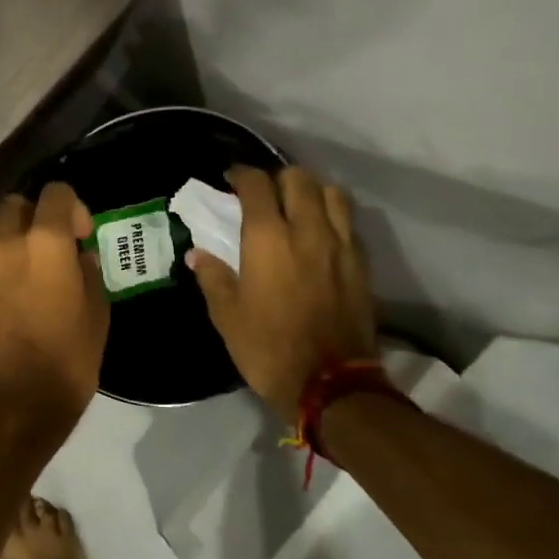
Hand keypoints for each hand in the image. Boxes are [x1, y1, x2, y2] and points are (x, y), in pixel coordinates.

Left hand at [0, 183, 108, 434]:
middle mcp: (2, 246)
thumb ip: (88, 272)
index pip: (55, 192)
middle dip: (32, 217)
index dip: (71, 207)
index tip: (79, 236)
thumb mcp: (97, 314)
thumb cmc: (68, 361)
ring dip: (9, 246)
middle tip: (49, 249)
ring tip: (26, 279)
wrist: (15, 409)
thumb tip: (78, 257)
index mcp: (43, 243)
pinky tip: (6, 313)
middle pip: (13, 205)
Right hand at [188, 165, 377, 424]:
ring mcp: (340, 245)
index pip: (257, 185)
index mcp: (268, 239)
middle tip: (264, 194)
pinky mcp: (361, 263)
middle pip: (299, 179)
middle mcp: (307, 230)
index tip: (231, 179)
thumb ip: (213, 277)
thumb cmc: (267, 348)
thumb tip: (197, 254)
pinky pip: (349, 223)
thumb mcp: (227, 316)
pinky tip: (321, 234)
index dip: (242, 175)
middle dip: (278, 178)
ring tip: (299, 206)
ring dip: (312, 191)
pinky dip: (333, 217)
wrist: (329, 383)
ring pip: (332, 193)